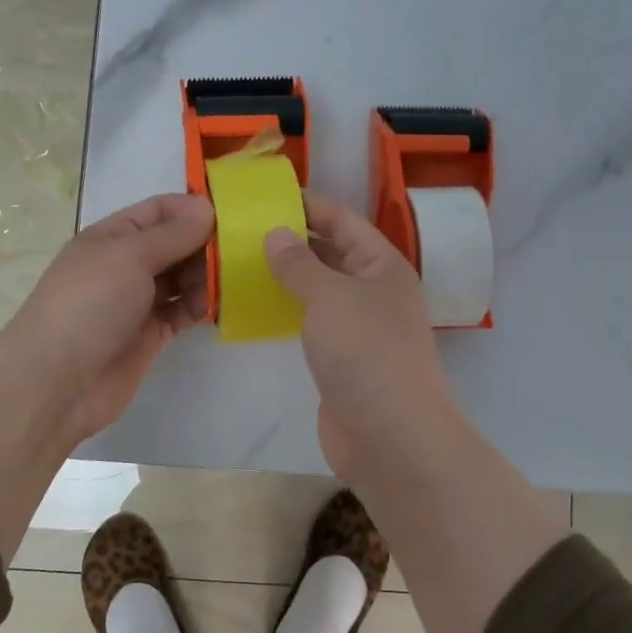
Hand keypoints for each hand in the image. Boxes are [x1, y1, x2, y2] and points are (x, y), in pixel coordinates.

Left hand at [3, 192, 213, 439]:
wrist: (58, 381)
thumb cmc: (89, 305)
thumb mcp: (129, 256)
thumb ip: (171, 235)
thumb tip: (206, 209)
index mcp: (111, 237)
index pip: (158, 211)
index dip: (191, 209)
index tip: (230, 217)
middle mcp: (125, 265)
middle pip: (174, 244)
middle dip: (204, 245)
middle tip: (241, 253)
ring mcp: (137, 301)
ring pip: (182, 279)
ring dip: (206, 276)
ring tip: (232, 281)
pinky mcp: (150, 335)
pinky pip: (183, 312)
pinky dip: (202, 307)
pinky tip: (221, 305)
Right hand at [263, 193, 457, 484]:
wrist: (391, 437)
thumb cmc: (366, 354)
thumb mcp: (330, 297)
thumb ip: (300, 264)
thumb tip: (276, 233)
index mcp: (382, 265)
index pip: (343, 220)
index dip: (308, 204)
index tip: (265, 195)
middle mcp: (374, 290)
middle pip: (331, 252)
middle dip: (291, 239)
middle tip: (242, 228)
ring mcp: (359, 327)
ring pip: (319, 289)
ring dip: (286, 276)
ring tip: (240, 261)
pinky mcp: (343, 358)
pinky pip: (311, 321)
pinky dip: (287, 310)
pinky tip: (255, 306)